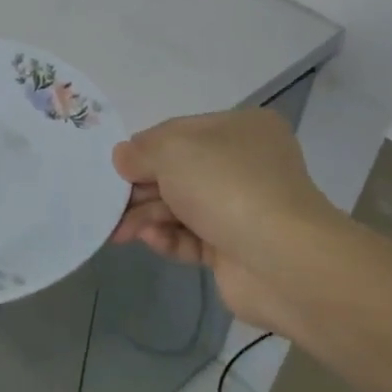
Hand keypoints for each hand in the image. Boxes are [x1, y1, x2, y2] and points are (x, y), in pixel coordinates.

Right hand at [111, 108, 340, 331]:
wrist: (283, 261)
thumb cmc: (226, 186)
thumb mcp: (171, 151)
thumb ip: (140, 152)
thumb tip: (122, 159)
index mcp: (240, 130)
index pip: (179, 132)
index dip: (144, 148)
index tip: (116, 166)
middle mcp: (245, 165)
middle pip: (177, 172)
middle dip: (140, 187)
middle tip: (108, 202)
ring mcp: (242, 209)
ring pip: (181, 207)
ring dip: (147, 216)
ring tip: (118, 231)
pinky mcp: (235, 250)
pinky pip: (191, 239)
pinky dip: (167, 238)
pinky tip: (148, 240)